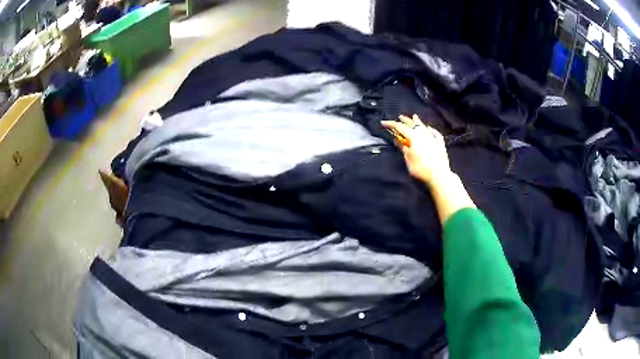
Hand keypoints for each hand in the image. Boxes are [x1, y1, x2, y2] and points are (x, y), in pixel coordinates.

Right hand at [382, 114, 452, 186]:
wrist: (439, 175)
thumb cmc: (421, 168)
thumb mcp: (408, 159)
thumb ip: (403, 148)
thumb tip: (398, 140)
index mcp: (414, 137)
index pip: (400, 128)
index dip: (391, 124)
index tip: (383, 122)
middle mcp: (423, 134)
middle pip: (413, 124)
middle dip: (405, 120)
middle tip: (400, 117)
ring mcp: (433, 138)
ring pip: (424, 127)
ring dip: (418, 121)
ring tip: (414, 116)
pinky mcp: (440, 143)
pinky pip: (435, 133)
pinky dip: (431, 129)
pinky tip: (430, 128)